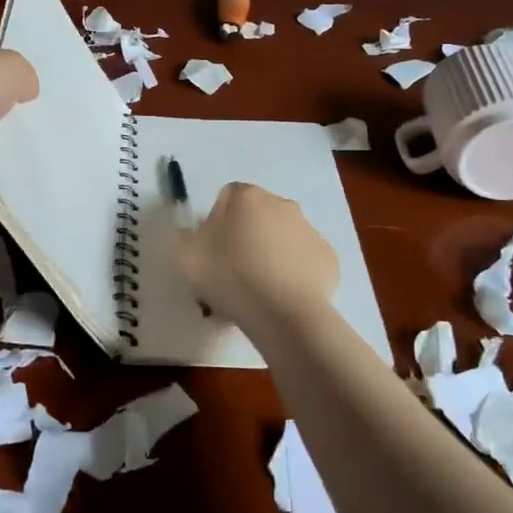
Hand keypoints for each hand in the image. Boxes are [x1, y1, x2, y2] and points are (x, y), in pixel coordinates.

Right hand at [174, 182, 338, 335]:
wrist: (284, 315)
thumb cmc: (231, 277)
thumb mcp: (186, 256)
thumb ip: (184, 236)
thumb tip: (194, 234)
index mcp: (248, 197)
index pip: (228, 197)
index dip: (217, 221)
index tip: (212, 250)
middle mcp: (282, 204)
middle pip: (258, 215)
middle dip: (246, 236)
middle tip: (233, 270)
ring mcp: (310, 230)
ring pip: (283, 237)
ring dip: (271, 253)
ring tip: (259, 289)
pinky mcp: (328, 258)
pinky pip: (304, 260)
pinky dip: (294, 272)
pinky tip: (282, 296)